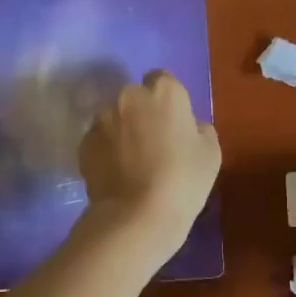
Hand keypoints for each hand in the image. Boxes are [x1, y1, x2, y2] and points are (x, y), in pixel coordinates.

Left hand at [78, 71, 220, 257]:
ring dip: (121, 130)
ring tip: (130, 161)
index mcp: (164, 92)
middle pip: (135, 96)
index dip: (167, 100)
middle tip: (151, 141)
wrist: (137, 216)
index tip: (171, 122)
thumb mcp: (211, 154)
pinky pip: (99, 139)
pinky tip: (116, 173)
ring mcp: (101, 118)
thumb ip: (200, 129)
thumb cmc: (183, 180)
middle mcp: (128, 96)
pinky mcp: (84, 143)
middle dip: (141, 112)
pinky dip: (106, 150)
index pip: (162, 80)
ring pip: (114, 117)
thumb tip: (190, 126)